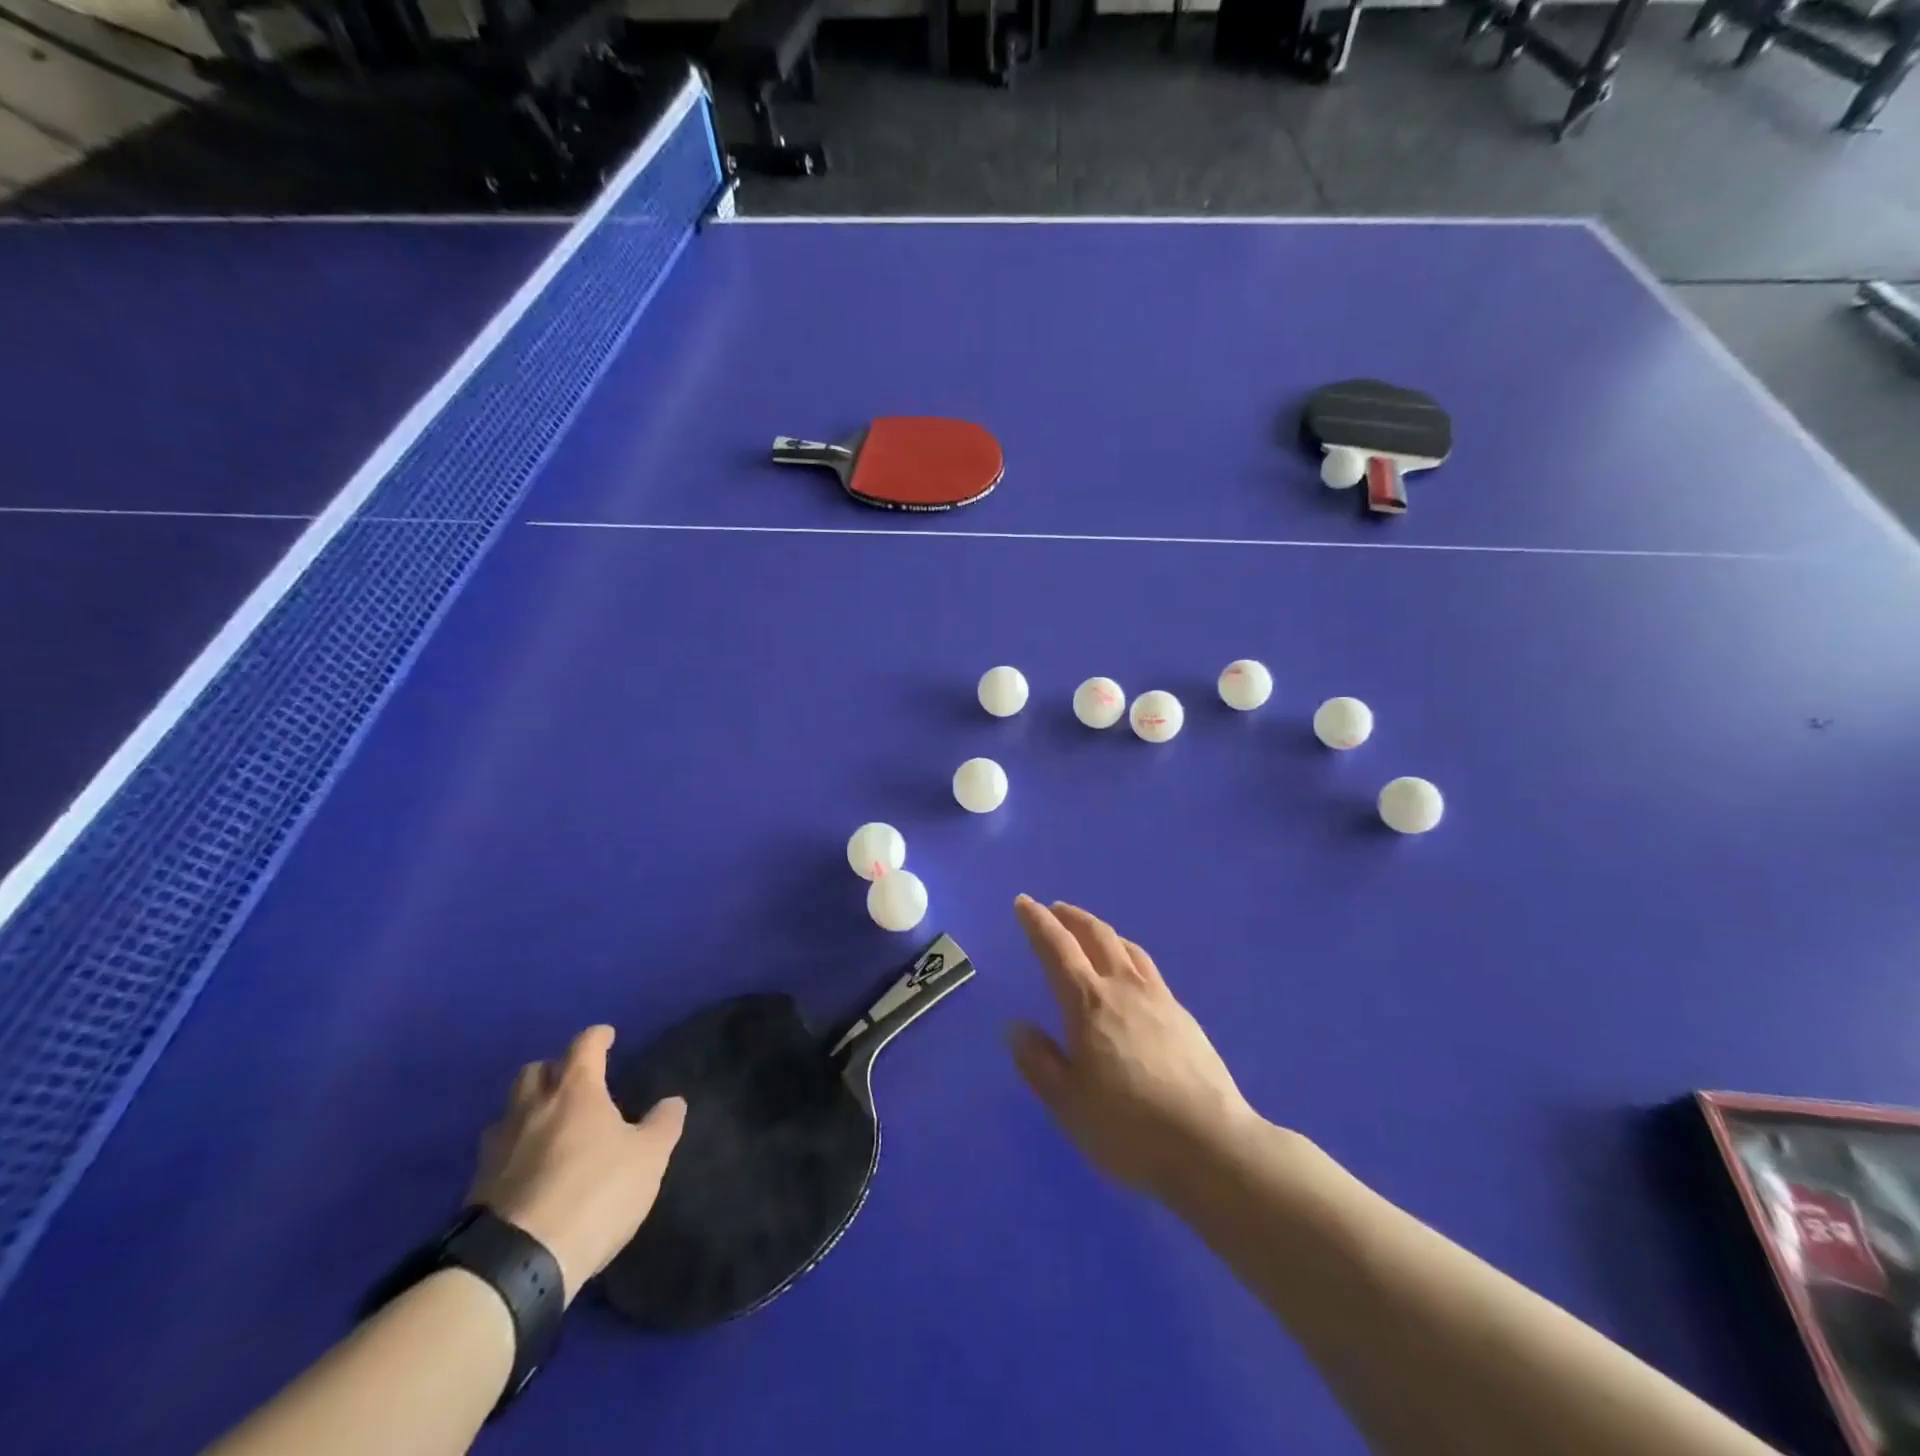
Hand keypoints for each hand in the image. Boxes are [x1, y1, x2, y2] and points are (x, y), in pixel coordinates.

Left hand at [469, 1025, 685, 1301]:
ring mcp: (499, 1147)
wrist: (517, 1264)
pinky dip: (513, 1149)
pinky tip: (528, 1168)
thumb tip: (672, 1101)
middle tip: (573, 1081)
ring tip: (547, 1125)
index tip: (607, 1036)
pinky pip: (497, 1152)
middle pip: (534, 1071)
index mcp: (575, 1091)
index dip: (597, 1037)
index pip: (584, 1046)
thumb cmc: (595, 1193)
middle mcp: (532, 1108)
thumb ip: (662, 1126)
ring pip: (509, 1110)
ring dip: (528, 1109)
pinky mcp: (477, 1188)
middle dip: (554, 1069)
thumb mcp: (648, 1159)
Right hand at [1009, 897, 1257, 1201]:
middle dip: (1071, 917)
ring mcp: (1159, 998)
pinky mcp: (1183, 1015)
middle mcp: (1123, 988)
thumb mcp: (1067, 1104)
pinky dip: (1127, 954)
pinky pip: (1147, 967)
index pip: (1057, 948)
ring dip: (1101, 931)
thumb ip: (1038, 1062)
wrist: (1210, 1144)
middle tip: (1054, 909)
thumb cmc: (1128, 1128)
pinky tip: (1129, 972)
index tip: (1023, 902)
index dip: (1037, 923)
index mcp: (1089, 1003)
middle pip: (1096, 935)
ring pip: (1126, 947)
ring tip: (1090, 932)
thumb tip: (1017, 1026)